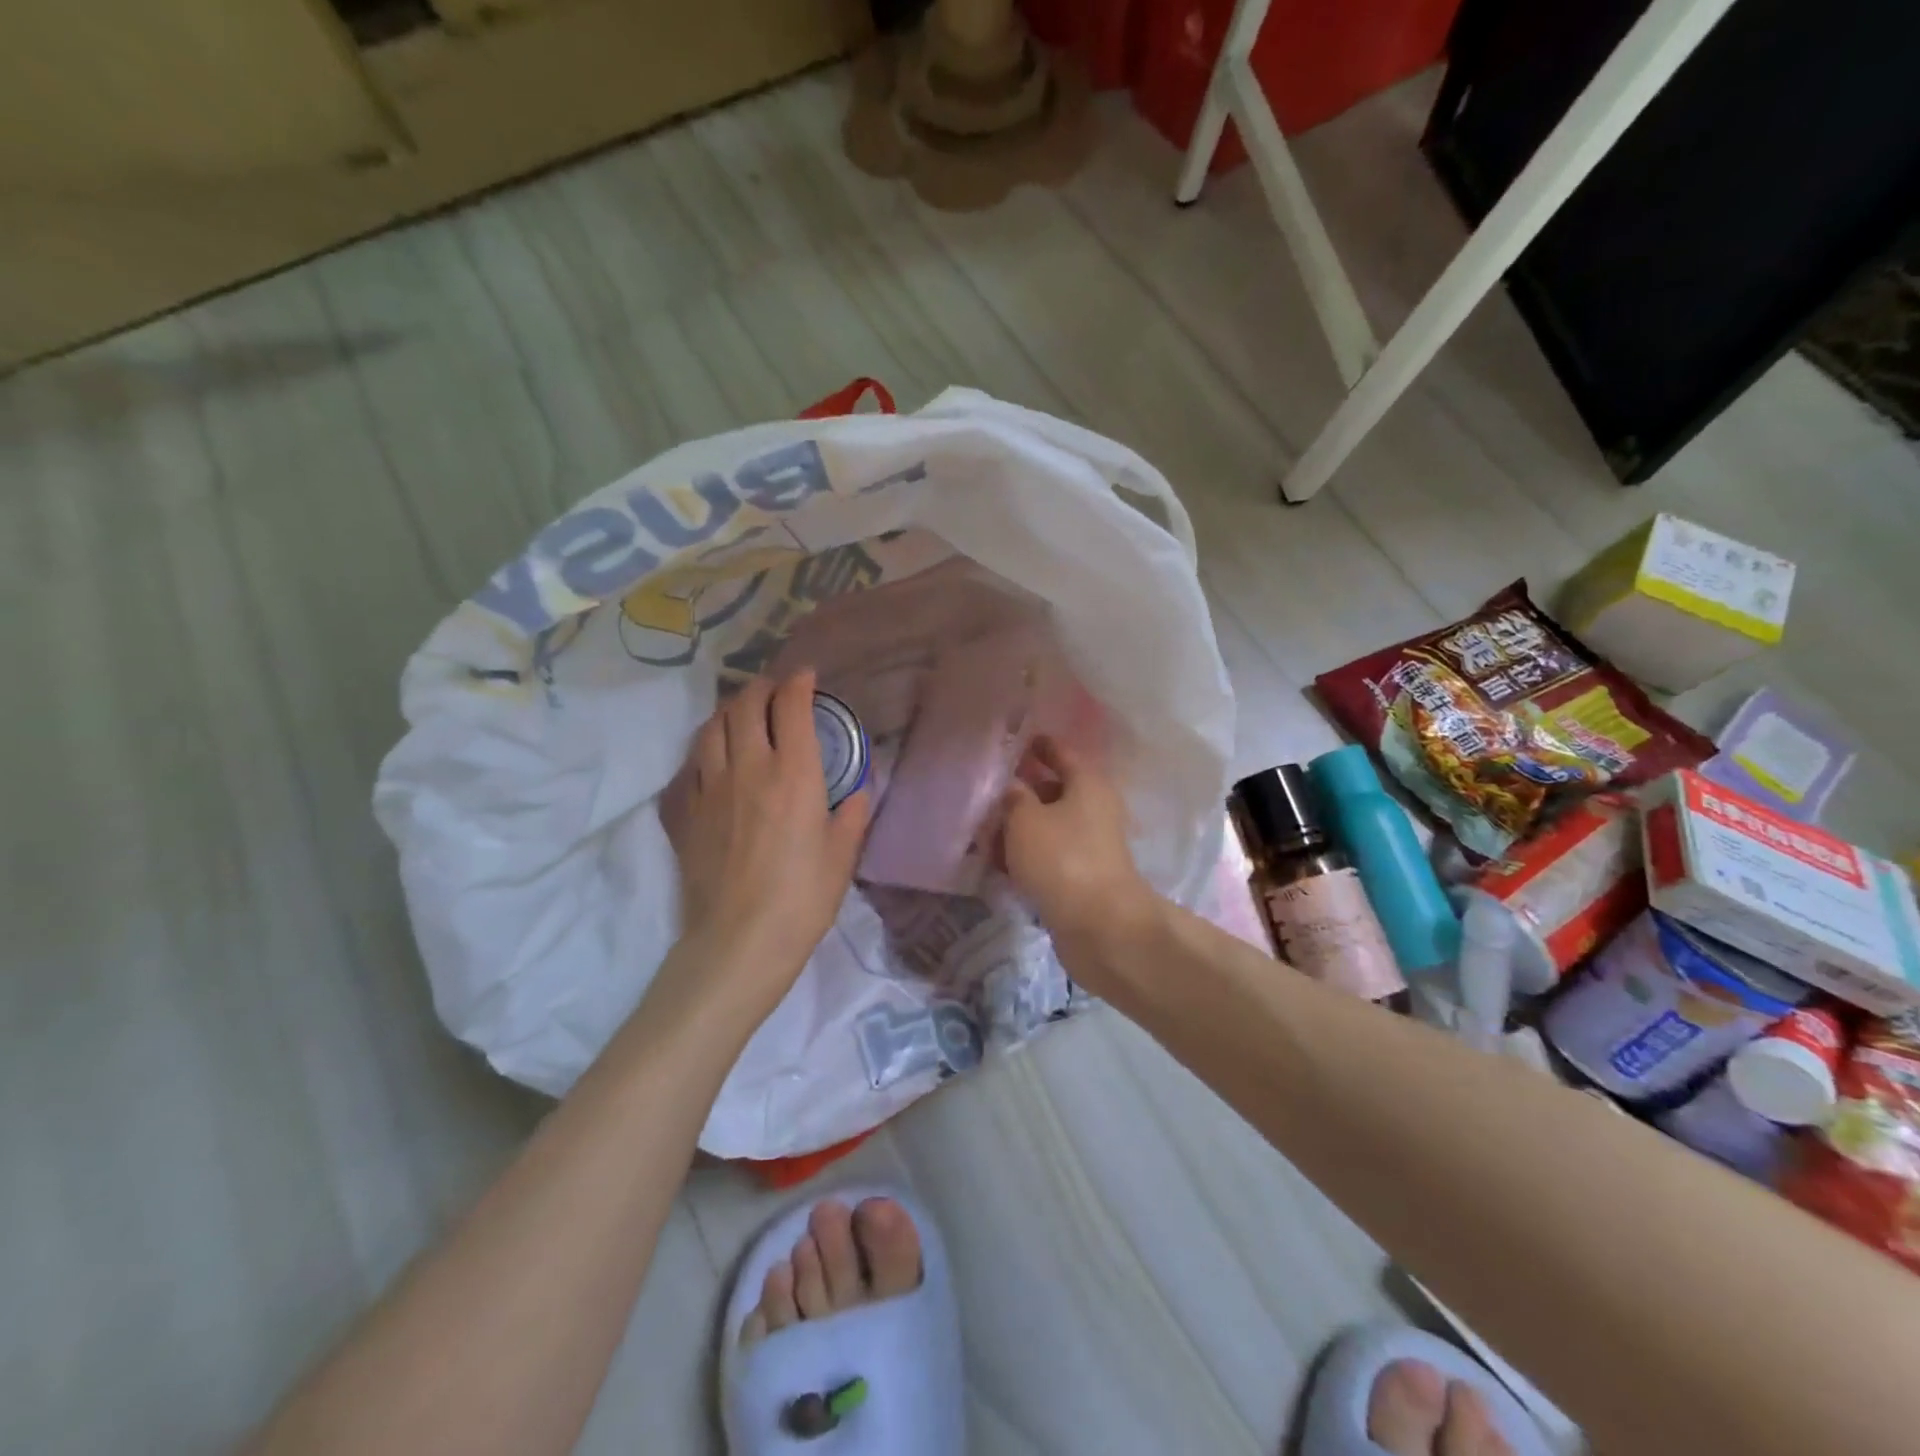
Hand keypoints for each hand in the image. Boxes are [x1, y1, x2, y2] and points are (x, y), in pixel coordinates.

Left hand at [659, 671, 870, 1021]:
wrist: (739, 940)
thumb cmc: (803, 898)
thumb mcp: (842, 855)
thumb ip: (853, 813)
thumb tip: (859, 789)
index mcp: (794, 773)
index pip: (791, 707)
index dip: (799, 683)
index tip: (806, 676)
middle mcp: (749, 768)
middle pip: (745, 705)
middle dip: (761, 688)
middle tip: (775, 691)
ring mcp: (710, 787)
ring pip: (712, 727)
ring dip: (729, 710)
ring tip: (742, 713)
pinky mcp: (686, 812)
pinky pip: (691, 763)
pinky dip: (706, 747)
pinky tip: (714, 756)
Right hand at [999, 737, 1156, 957]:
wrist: (1099, 925)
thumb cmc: (1062, 858)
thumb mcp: (1025, 818)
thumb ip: (1013, 797)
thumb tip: (1012, 788)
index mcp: (1088, 783)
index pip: (1060, 752)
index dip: (1037, 746)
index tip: (1014, 740)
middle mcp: (1094, 808)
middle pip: (1054, 790)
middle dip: (1022, 789)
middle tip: (987, 789)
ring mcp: (1090, 844)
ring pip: (1049, 825)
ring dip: (1020, 826)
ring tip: (983, 829)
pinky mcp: (1082, 876)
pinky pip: (1049, 855)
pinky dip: (1026, 854)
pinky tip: (998, 862)